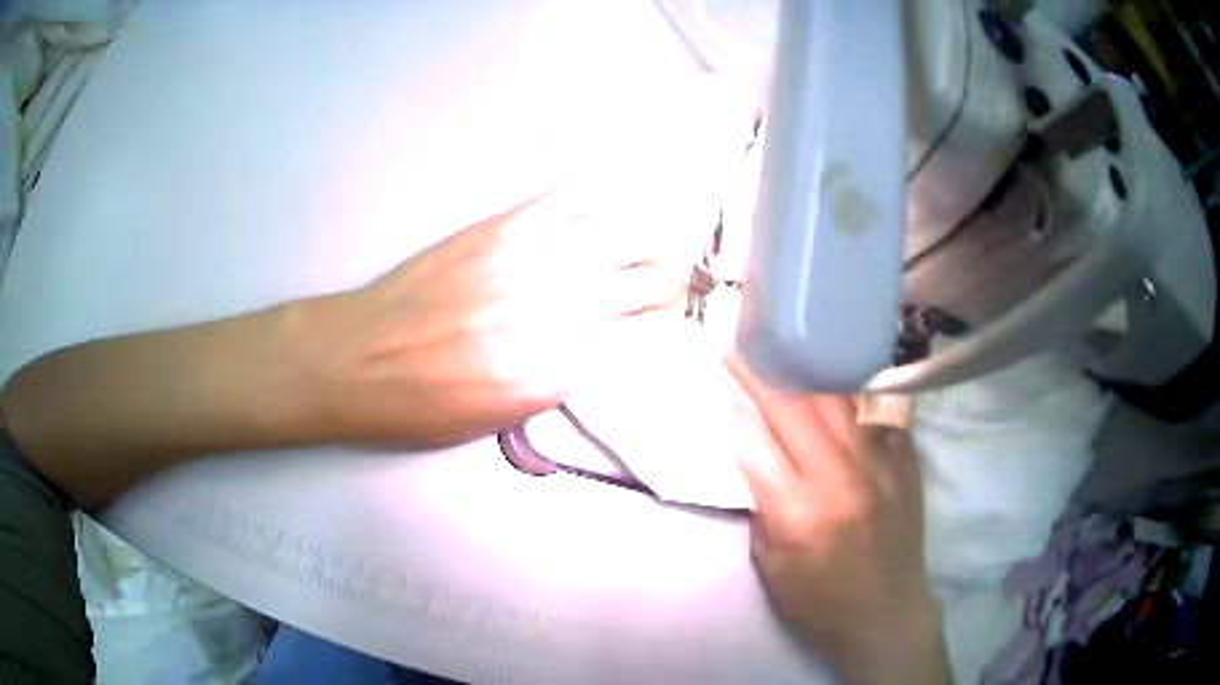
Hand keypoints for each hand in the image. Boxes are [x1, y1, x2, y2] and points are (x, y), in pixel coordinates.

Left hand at [310, 190, 683, 447]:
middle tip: (669, 279)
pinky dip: (595, 194)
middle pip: (633, 284)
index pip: (633, 340)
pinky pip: (558, 203)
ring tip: (653, 239)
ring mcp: (519, 266)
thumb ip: (554, 384)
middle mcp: (546, 316)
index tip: (669, 320)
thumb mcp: (496, 418)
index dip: (661, 326)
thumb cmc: (418, 406)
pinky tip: (613, 193)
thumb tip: (596, 350)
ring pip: (609, 238)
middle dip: (664, 281)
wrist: (353, 359)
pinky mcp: (492, 233)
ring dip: (643, 237)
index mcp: (548, 375)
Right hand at [728, 360, 949, 684]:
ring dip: (804, 366)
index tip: (716, 369)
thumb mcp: (770, 565)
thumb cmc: (818, 600)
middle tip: (740, 340)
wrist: (886, 612)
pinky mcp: (905, 459)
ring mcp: (880, 463)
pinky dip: (849, 386)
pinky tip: (836, 366)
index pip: (755, 441)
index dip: (732, 401)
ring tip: (782, 343)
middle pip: (795, 406)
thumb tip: (752, 448)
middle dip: (760, 369)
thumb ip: (762, 503)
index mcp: (798, 513)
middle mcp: (841, 478)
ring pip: (837, 397)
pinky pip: (876, 407)